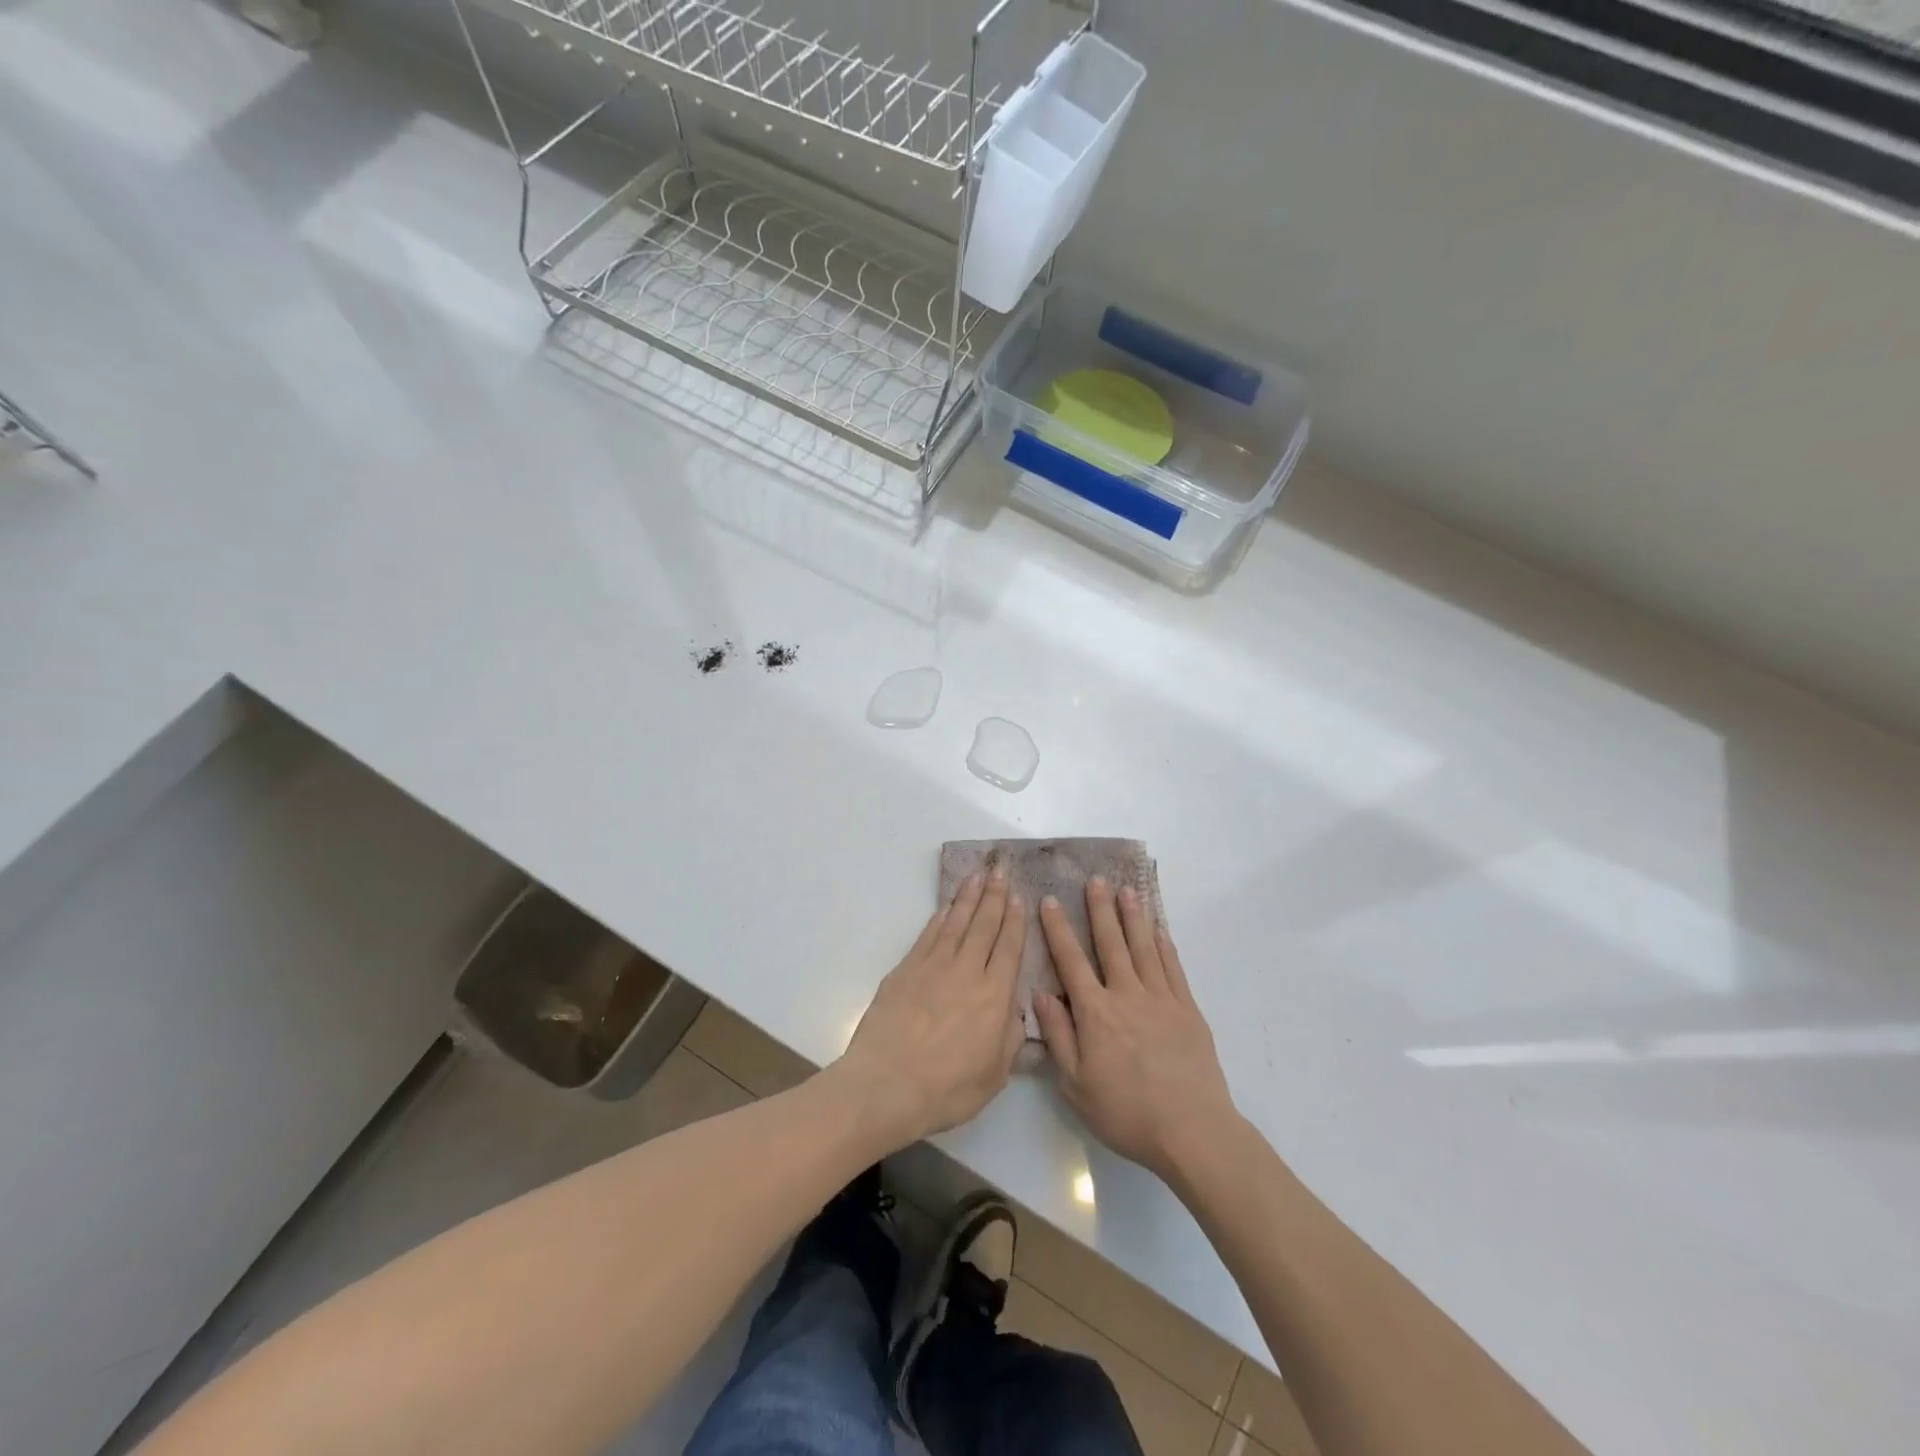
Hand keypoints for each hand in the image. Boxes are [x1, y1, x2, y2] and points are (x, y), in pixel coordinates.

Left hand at [837, 867, 1026, 1147]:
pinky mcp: (905, 970)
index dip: (1015, 921)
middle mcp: (967, 972)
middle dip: (994, 898)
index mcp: (995, 997)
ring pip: (956, 923)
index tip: (1019, 897)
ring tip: (977, 877)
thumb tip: (1015, 1012)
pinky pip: (928, 936)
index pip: (1009, 948)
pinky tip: (946, 908)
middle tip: (1000, 872)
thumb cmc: (946, 1089)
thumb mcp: (994, 1076)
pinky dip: (939, 919)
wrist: (886, 1085)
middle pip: (984, 926)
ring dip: (968, 898)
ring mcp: (933, 967)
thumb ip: (1010, 1039)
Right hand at [1034, 879, 1237, 1184]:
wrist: (1192, 1130)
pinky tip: (1159, 929)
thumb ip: (1059, 1036)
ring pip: (1144, 947)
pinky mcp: (1188, 1009)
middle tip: (1095, 879)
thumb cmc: (1126, 1113)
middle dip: (1100, 909)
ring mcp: (1161, 999)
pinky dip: (1164, 945)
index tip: (1049, 900)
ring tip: (1127, 890)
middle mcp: (1127, 995)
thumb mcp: (1076, 1085)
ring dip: (1133, 917)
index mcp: (1095, 1012)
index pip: (1071, 961)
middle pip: (1111, 943)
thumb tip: (1041, 994)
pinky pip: (1173, 967)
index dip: (1058, 929)